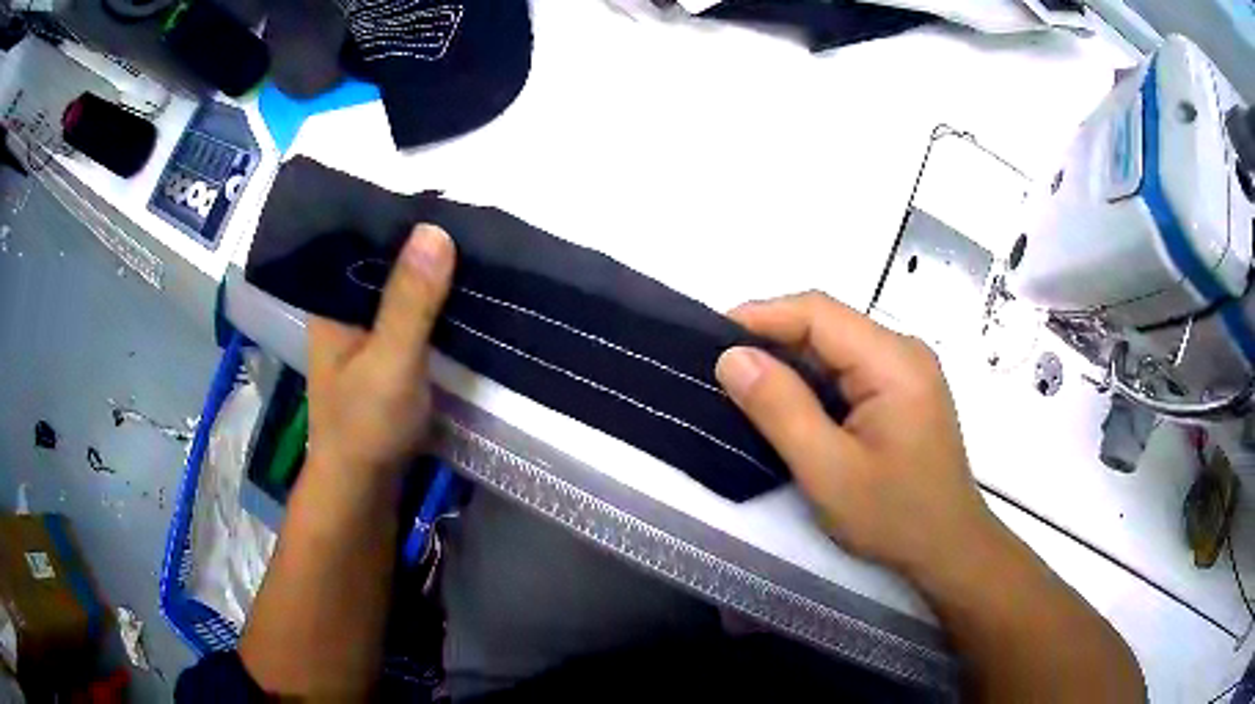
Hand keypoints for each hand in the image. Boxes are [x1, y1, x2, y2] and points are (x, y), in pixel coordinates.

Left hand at [306, 224, 455, 483]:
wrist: (365, 487)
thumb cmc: (365, 425)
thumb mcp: (389, 361)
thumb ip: (409, 302)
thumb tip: (435, 229)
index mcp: (331, 301)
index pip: (358, 238)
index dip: (394, 213)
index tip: (439, 191)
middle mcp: (344, 308)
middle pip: (381, 260)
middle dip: (419, 240)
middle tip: (468, 210)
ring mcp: (366, 332)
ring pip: (398, 287)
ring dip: (429, 271)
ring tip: (472, 238)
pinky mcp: (387, 352)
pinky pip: (411, 313)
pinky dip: (434, 301)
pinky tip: (462, 287)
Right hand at [715, 292, 996, 581]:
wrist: (948, 549)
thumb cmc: (894, 516)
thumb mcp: (828, 470)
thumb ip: (780, 409)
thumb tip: (732, 357)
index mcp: (893, 361)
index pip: (818, 312)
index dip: (761, 315)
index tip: (710, 337)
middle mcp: (903, 352)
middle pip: (828, 324)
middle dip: (771, 338)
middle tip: (719, 366)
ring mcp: (906, 371)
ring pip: (836, 347)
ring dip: (789, 360)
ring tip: (741, 382)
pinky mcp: (902, 391)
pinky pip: (848, 370)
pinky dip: (812, 380)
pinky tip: (785, 401)